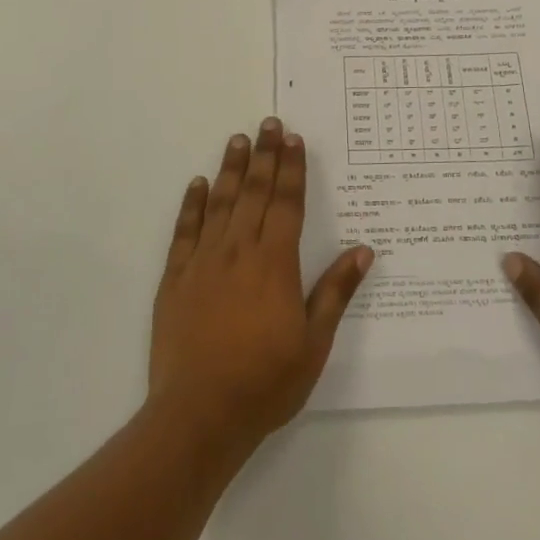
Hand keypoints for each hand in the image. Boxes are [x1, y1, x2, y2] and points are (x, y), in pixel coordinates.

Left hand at [149, 118, 374, 454]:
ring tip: (237, 140)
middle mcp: (239, 251)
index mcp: (275, 263)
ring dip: (231, 170)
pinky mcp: (175, 279)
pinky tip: (198, 184)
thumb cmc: (265, 382)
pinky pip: (184, 232)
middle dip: (264, 156)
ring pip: (220, 204)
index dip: (291, 169)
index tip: (293, 139)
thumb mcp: (314, 342)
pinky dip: (192, 205)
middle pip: (254, 193)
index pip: (286, 203)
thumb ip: (335, 292)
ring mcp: (203, 263)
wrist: (199, 415)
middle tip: (268, 124)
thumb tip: (364, 250)